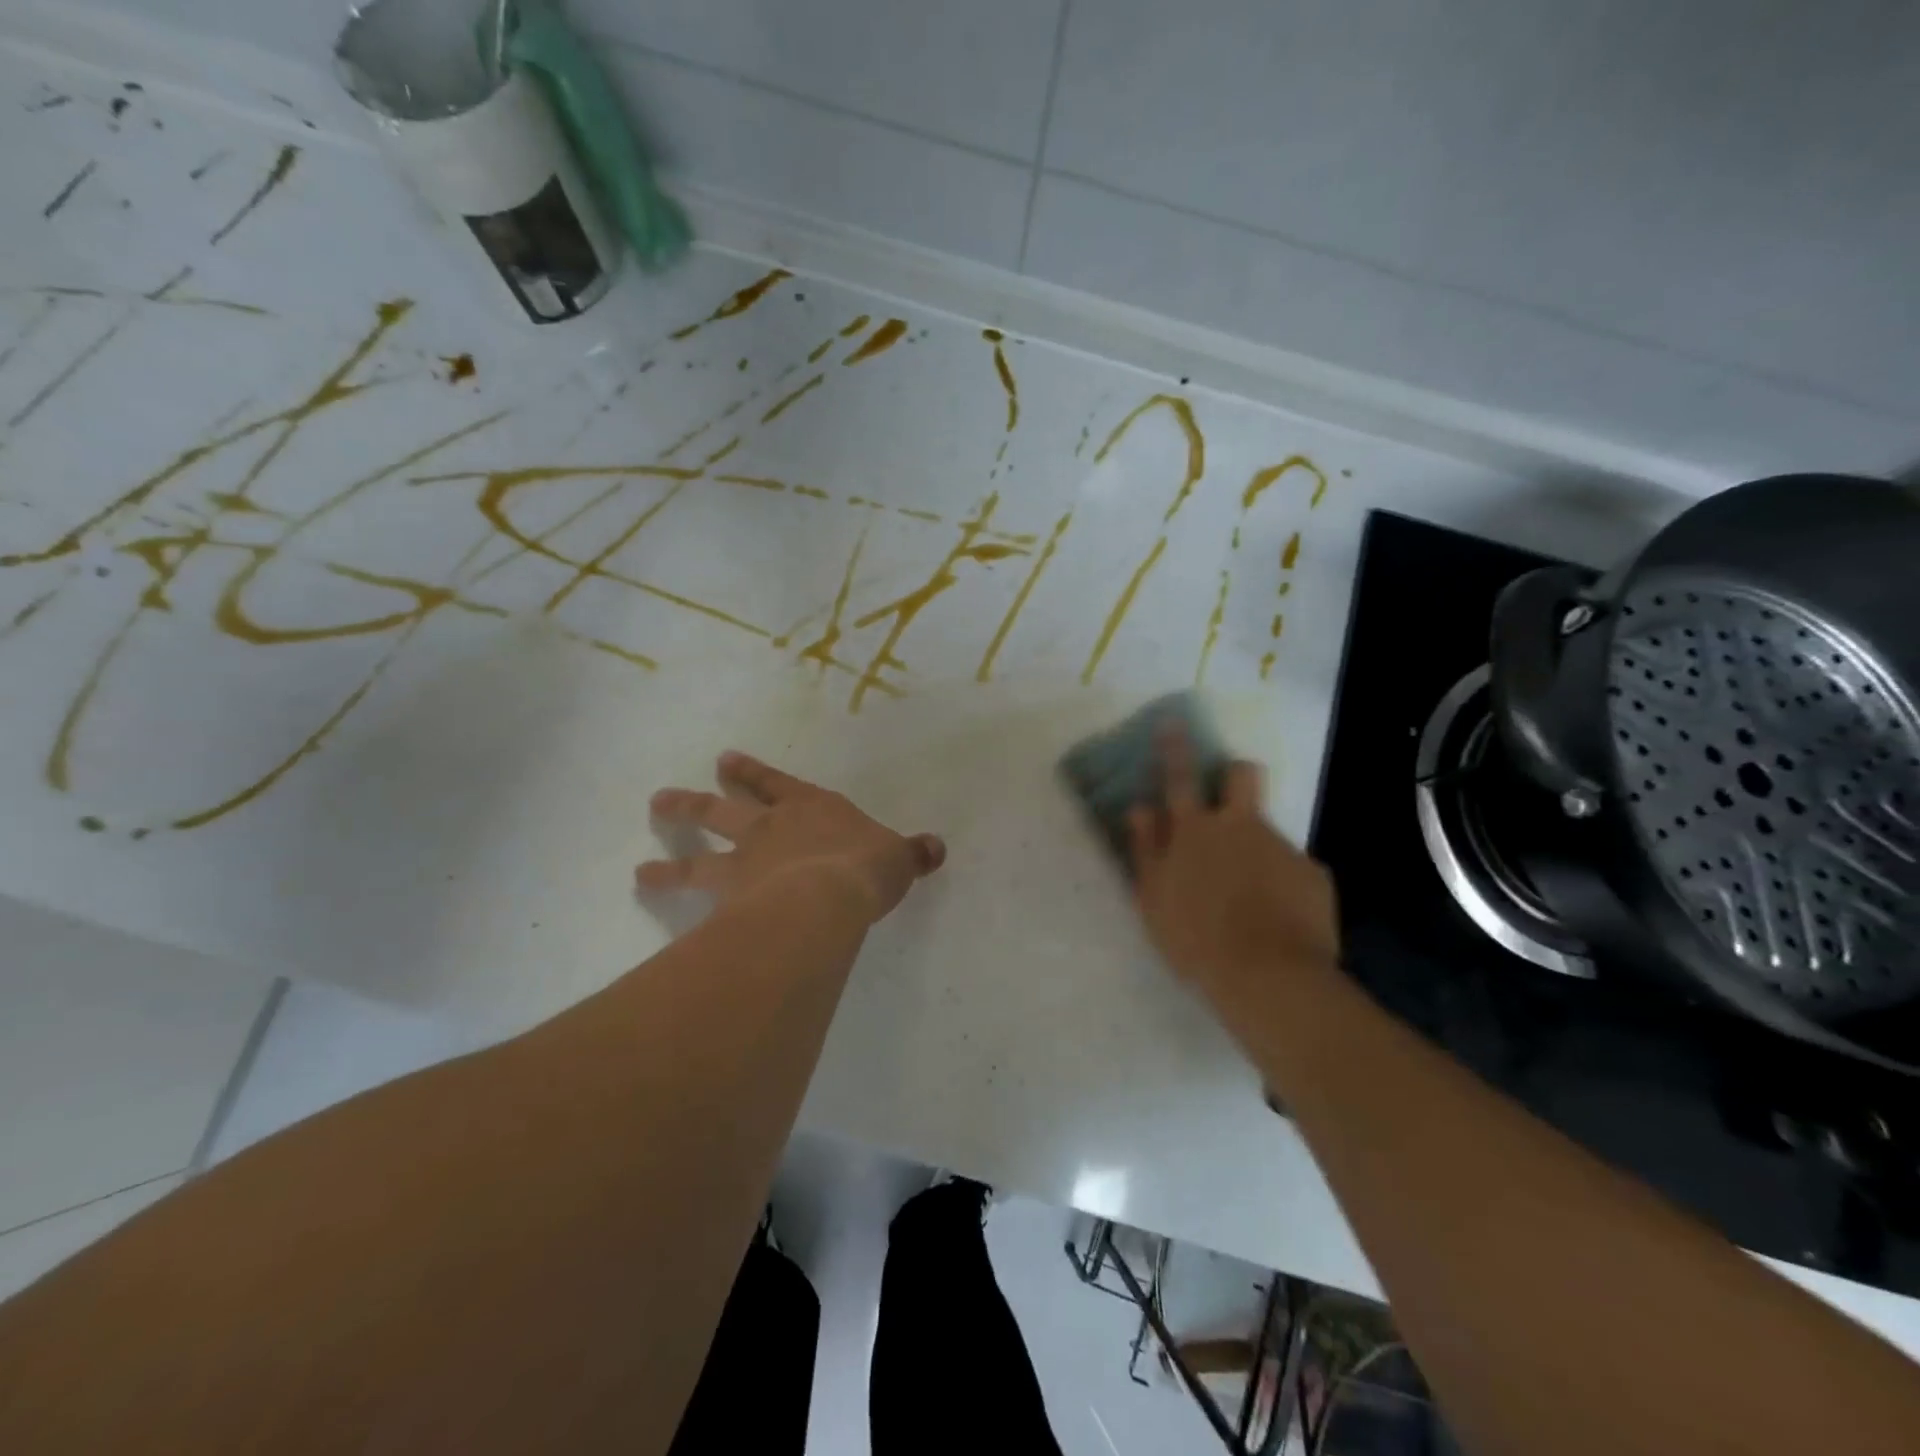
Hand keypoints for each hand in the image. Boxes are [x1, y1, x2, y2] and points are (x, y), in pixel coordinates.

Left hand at [637, 751, 946, 924]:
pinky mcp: (731, 895)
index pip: (776, 783)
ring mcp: (745, 861)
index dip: (751, 773)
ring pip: (700, 854)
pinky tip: (647, 895)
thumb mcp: (898, 858)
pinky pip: (693, 895)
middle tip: (661, 800)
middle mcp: (770, 828)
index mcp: (811, 808)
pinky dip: (670, 893)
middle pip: (725, 811)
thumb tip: (937, 847)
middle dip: (695, 804)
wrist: (828, 896)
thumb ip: (912, 853)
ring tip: (640, 869)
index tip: (723, 762)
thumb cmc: (865, 867)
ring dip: (671, 856)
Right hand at [1127, 727, 1340, 1002]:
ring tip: (1252, 897)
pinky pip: (1293, 869)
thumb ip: (1146, 848)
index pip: (1180, 777)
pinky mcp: (1312, 873)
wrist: (1268, 976)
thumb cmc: (1195, 939)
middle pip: (1242, 775)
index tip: (1173, 722)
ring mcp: (1281, 847)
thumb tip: (1140, 809)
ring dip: (1256, 849)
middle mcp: (1239, 827)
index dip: (1174, 747)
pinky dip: (1282, 887)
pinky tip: (1278, 920)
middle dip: (1234, 773)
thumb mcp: (1153, 898)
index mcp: (1195, 831)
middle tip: (1228, 798)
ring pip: (1267, 829)